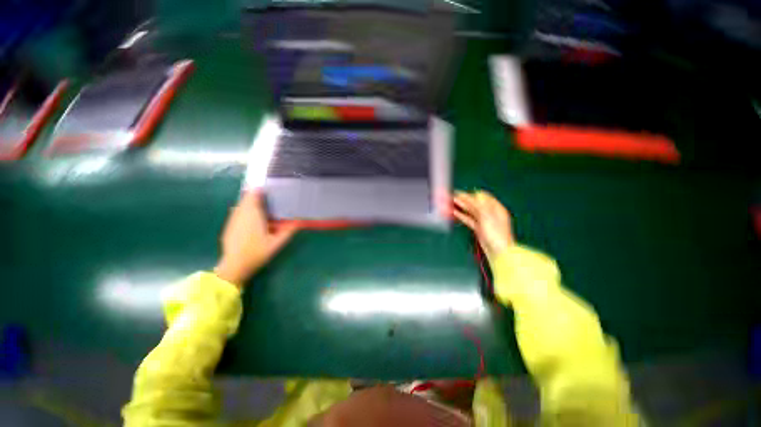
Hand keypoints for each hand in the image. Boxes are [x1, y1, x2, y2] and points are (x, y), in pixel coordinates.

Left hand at [213, 192, 298, 286]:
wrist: (234, 266)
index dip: (260, 190)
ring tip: (263, 206)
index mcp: (252, 216)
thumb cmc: (257, 252)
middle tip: (270, 197)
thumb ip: (288, 231)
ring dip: (251, 203)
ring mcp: (233, 220)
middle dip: (257, 196)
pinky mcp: (229, 225)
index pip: (253, 195)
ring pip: (241, 205)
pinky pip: (237, 212)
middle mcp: (240, 214)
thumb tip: (300, 221)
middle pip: (247, 198)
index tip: (270, 189)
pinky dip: (245, 211)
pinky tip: (254, 219)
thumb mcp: (277, 243)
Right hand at [453, 190, 514, 262]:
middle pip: (475, 203)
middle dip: (464, 199)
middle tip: (452, 196)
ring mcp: (484, 221)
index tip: (459, 192)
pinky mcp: (479, 228)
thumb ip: (479, 205)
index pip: (481, 197)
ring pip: (470, 211)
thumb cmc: (496, 234)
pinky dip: (461, 215)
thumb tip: (474, 194)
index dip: (470, 194)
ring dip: (461, 206)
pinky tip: (455, 212)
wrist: (499, 252)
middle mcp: (490, 213)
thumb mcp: (487, 216)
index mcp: (495, 208)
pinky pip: (468, 219)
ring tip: (451, 203)